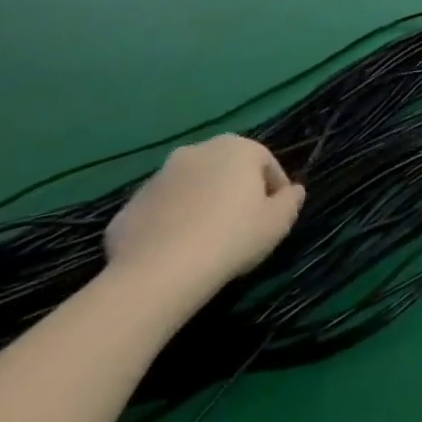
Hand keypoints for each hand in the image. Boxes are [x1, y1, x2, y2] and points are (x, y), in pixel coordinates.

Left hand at [104, 136, 304, 308]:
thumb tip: (292, 191)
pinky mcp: (128, 207)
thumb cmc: (232, 238)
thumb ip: (292, 200)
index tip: (273, 219)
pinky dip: (169, 225)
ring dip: (200, 206)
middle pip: (226, 171)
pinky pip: (160, 212)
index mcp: (237, 148)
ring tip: (205, 242)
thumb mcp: (279, 222)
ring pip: (190, 189)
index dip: (275, 192)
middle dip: (234, 193)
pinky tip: (174, 253)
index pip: (267, 164)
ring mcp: (158, 177)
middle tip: (240, 227)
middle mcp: (197, 151)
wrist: (159, 274)